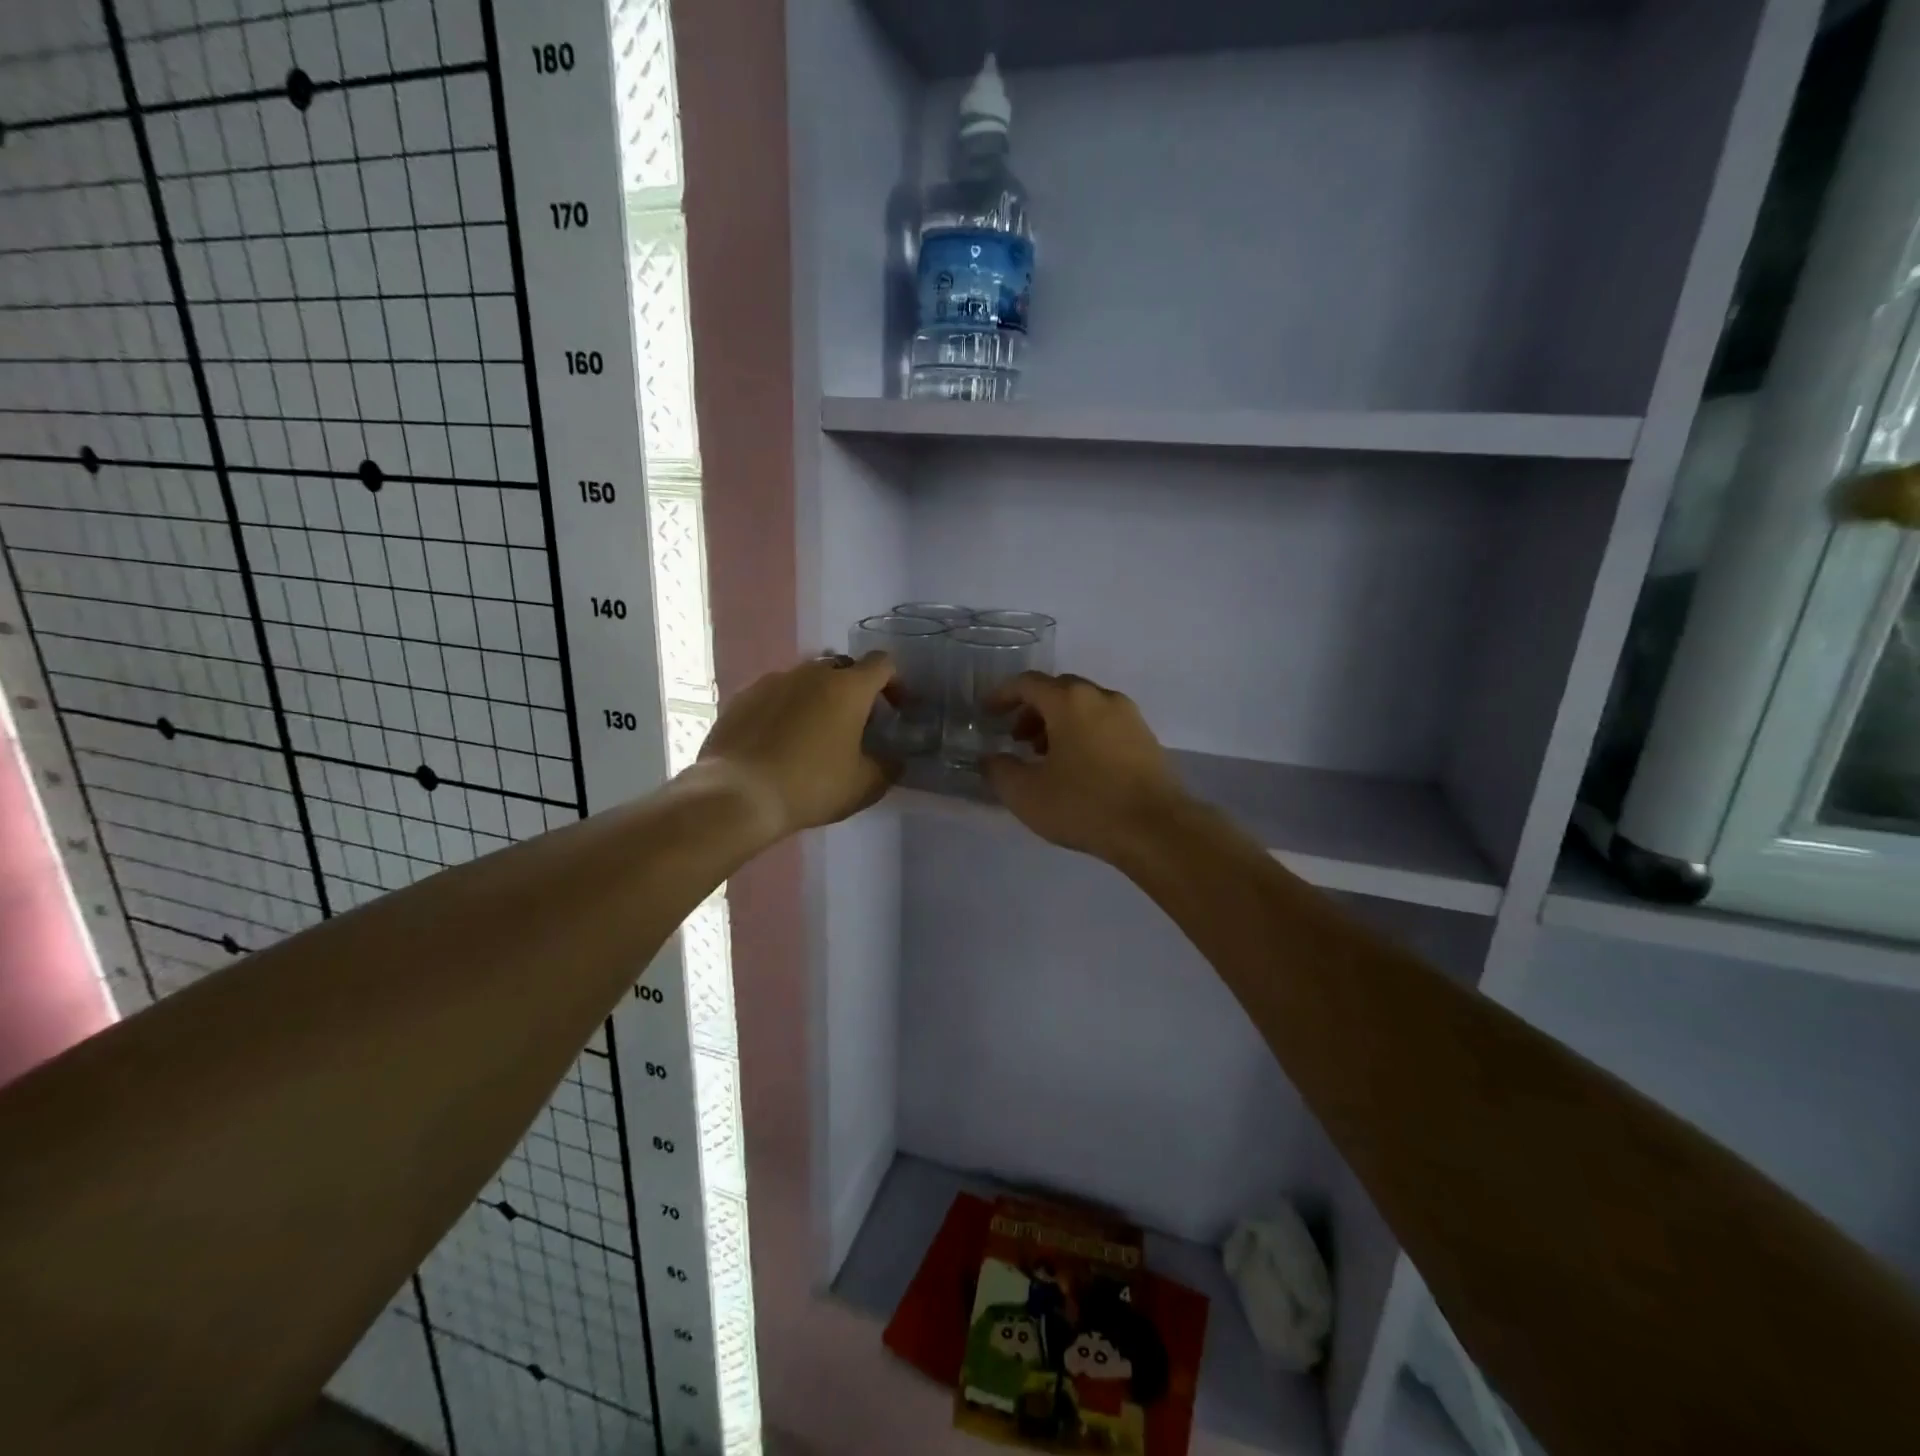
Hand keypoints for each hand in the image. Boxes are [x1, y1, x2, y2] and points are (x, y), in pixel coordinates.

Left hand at [696, 653, 897, 835]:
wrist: (738, 795)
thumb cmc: (811, 785)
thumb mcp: (864, 785)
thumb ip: (888, 766)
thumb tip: (894, 759)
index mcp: (848, 687)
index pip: (882, 664)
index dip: (895, 683)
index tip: (895, 710)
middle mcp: (811, 673)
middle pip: (843, 668)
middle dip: (854, 690)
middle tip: (854, 724)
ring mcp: (772, 681)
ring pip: (806, 679)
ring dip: (817, 698)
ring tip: (814, 734)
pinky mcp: (743, 697)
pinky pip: (775, 695)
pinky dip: (785, 710)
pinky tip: (779, 741)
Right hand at [983, 673, 1189, 861]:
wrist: (1156, 829)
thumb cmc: (1085, 805)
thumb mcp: (1026, 794)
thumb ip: (999, 771)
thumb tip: (990, 759)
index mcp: (1070, 701)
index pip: (1028, 683)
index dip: (1002, 695)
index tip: (987, 713)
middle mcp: (1101, 698)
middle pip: (1059, 691)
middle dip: (1032, 710)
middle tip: (1016, 738)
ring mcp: (1129, 717)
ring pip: (1084, 707)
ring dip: (1058, 724)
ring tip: (1045, 757)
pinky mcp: (1147, 740)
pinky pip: (1105, 724)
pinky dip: (1083, 734)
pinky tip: (1078, 768)